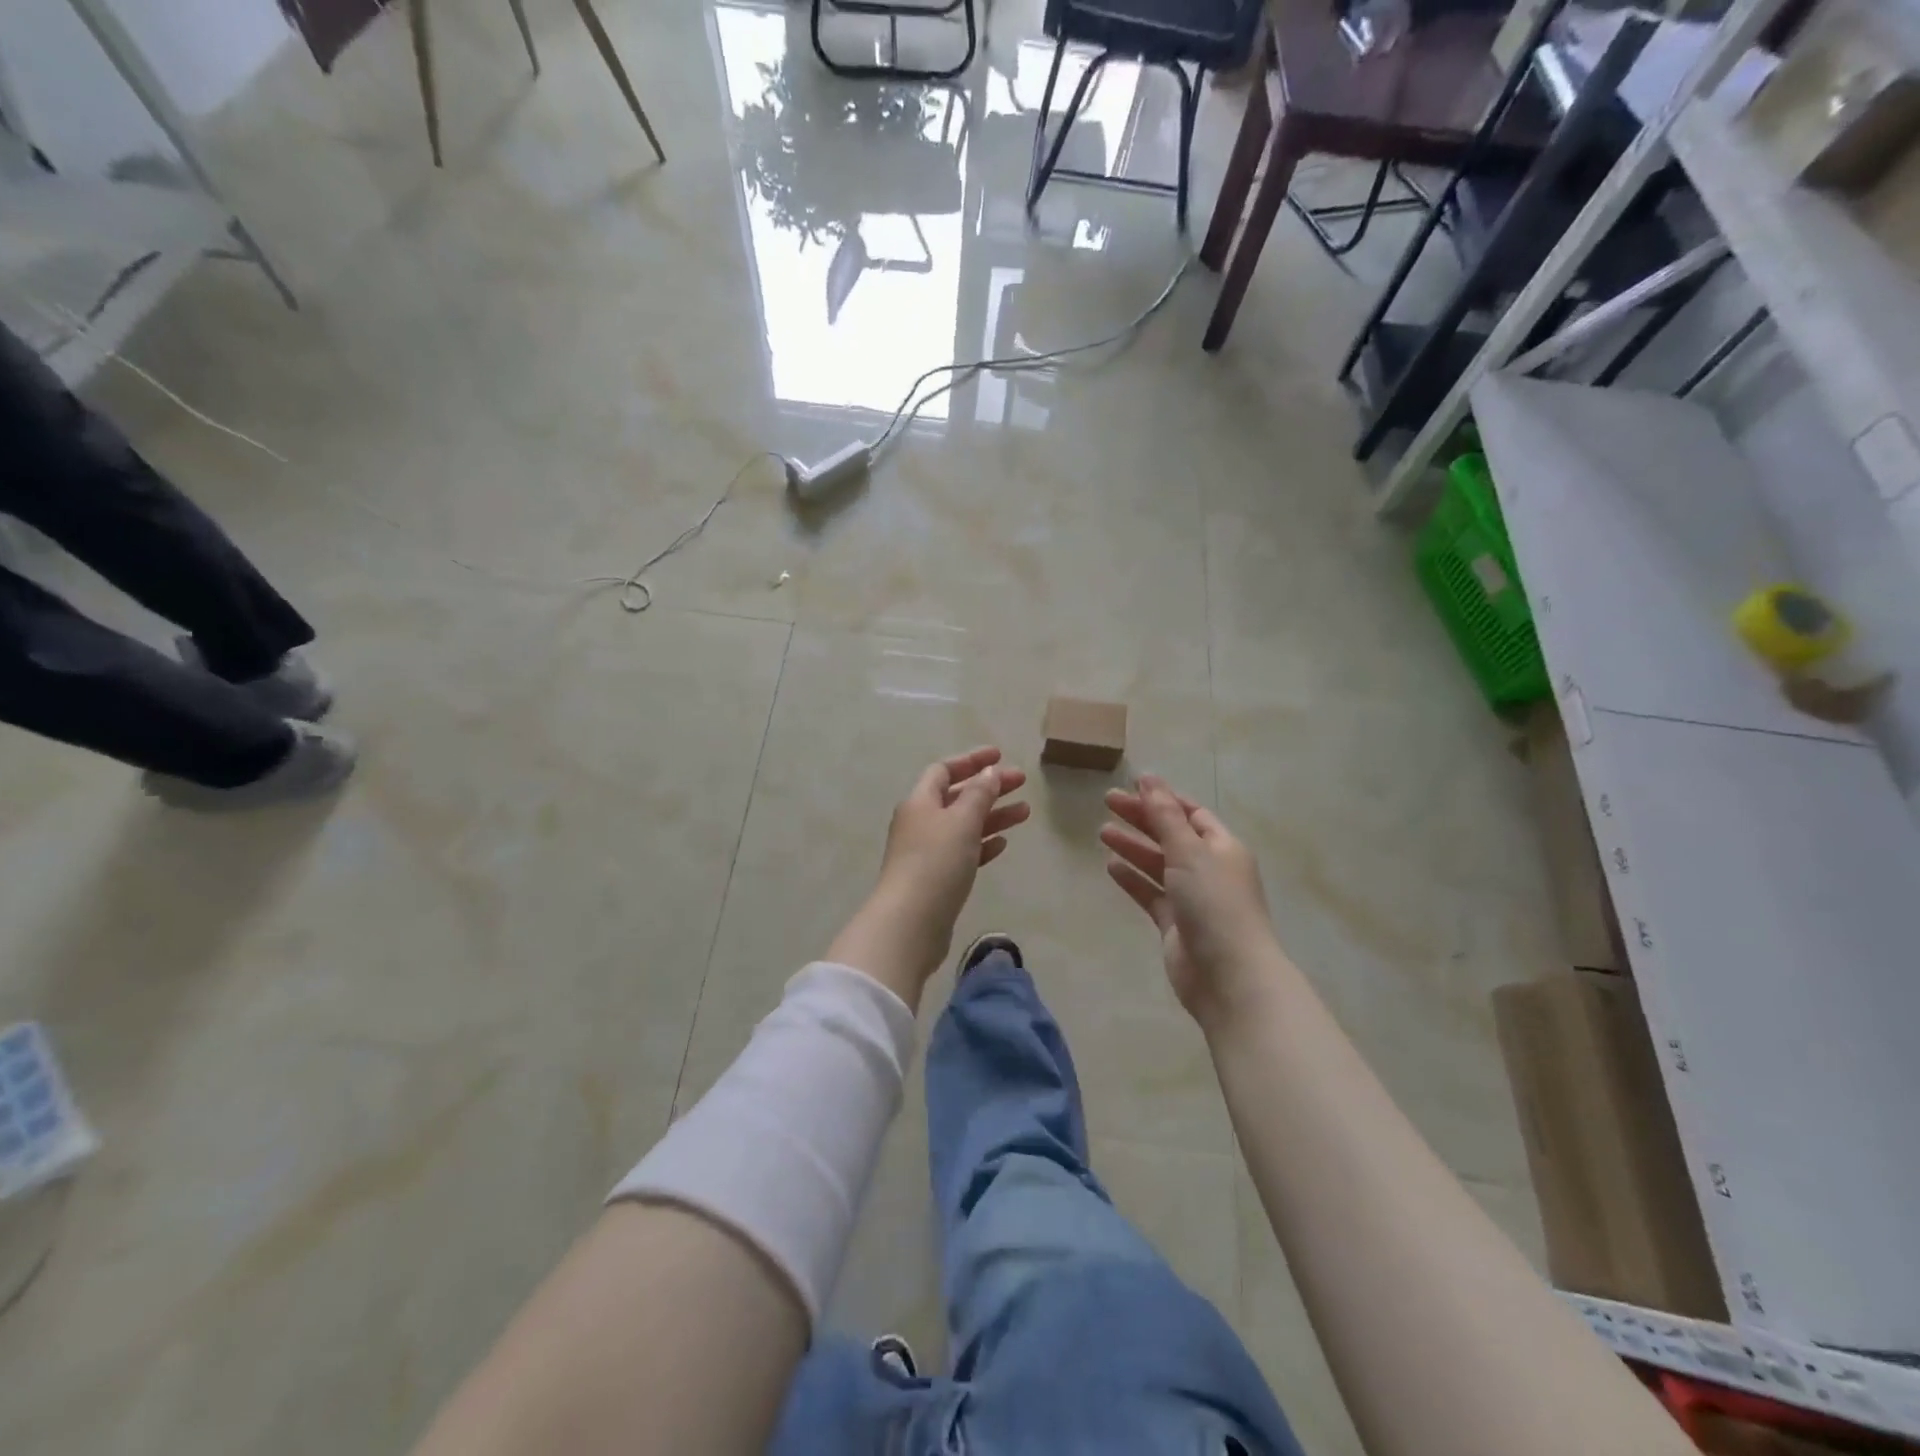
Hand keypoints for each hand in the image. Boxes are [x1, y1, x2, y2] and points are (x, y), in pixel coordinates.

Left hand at [826, 747, 1030, 1005]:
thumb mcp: (962, 821)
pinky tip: (1002, 844)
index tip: (999, 756)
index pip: (944, 769)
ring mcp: (927, 852)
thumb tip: (989, 771)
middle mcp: (920, 822)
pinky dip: (982, 844)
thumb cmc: (935, 863)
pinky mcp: (936, 879)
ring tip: (1025, 813)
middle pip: (957, 796)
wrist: (910, 923)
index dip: (971, 760)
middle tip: (1022, 783)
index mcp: (920, 801)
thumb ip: (979, 794)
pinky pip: (962, 852)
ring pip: (964, 825)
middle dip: (989, 788)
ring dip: (992, 816)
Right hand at [1101, 776, 1278, 1024]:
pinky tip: (1110, 866)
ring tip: (1102, 832)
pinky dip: (1133, 879)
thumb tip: (1149, 778)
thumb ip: (1165, 816)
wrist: (1228, 976)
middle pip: (1172, 835)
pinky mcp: (1175, 924)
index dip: (1164, 798)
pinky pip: (1151, 893)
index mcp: (1222, 847)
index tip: (1132, 785)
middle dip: (1142, 818)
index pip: (1192, 813)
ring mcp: (1192, 898)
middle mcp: (1209, 869)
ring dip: (1134, 847)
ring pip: (1158, 864)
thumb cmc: (1214, 903)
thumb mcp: (1189, 851)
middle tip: (1107, 802)